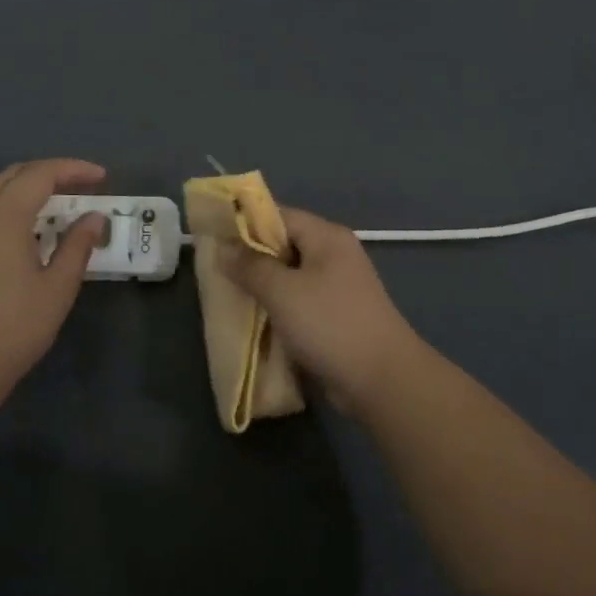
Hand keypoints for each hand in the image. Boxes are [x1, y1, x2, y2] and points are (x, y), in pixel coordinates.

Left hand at [0, 159, 108, 403]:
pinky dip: (10, 204)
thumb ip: (78, 246)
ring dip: (29, 187)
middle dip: (51, 172)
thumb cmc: (12, 330)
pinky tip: (29, 226)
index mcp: (2, 219)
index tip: (101, 176)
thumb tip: (94, 218)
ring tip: (60, 202)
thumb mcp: (57, 288)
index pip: (41, 175)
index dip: (73, 169)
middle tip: (83, 185)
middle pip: (14, 175)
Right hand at [220, 206, 424, 412]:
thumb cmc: (330, 324)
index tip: (214, 236)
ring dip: (262, 285)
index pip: (279, 215)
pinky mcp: (335, 315)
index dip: (245, 222)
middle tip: (217, 270)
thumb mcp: (282, 292)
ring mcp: (337, 286)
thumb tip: (223, 248)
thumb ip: (250, 266)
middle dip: (250, 257)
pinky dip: (278, 307)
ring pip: (289, 276)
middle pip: (284, 244)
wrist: (381, 380)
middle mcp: (334, 254)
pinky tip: (255, 319)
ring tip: (229, 294)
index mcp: (326, 237)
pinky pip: (298, 301)